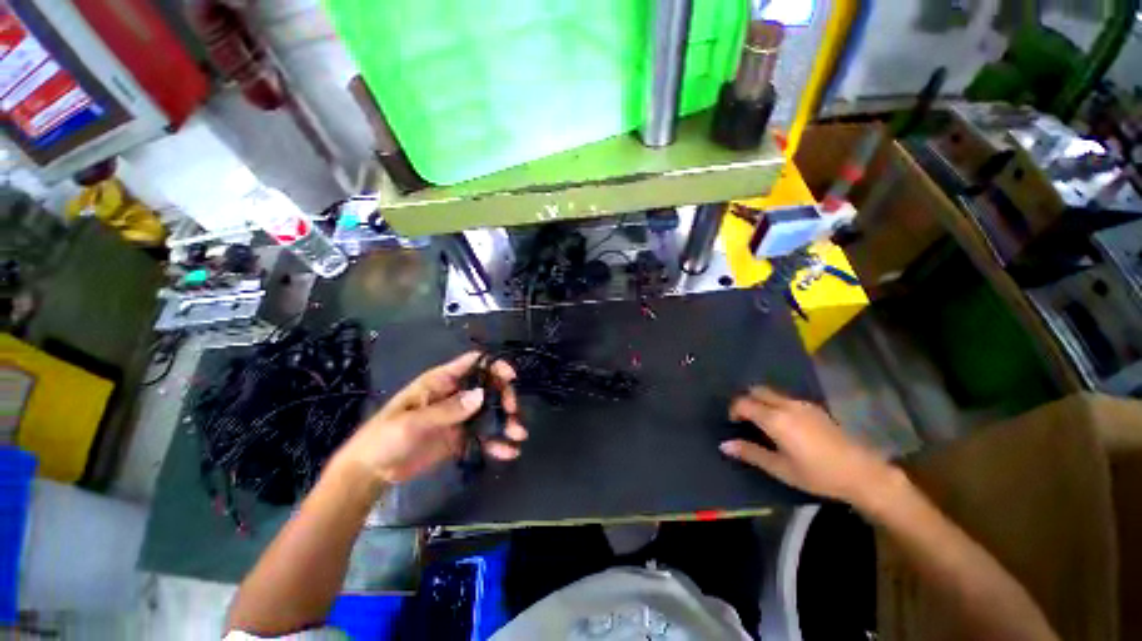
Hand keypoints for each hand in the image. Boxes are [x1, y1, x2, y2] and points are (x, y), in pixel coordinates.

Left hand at [333, 352, 527, 483]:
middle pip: (488, 387)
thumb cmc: (385, 438)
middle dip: (504, 397)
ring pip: (490, 412)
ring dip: (506, 421)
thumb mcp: (413, 422)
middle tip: (512, 412)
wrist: (370, 473)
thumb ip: (448, 410)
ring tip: (519, 435)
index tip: (511, 377)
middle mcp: (454, 396)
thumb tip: (482, 396)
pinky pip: (483, 437)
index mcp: (441, 383)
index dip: (494, 365)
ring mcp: (459, 418)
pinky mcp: (459, 439)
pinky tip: (510, 452)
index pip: (473, 363)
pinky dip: (497, 443)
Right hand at [719, 386, 895, 506]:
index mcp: (775, 419)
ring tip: (763, 423)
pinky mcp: (814, 408)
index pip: (743, 403)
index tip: (733, 424)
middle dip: (746, 401)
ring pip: (772, 393)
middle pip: (756, 391)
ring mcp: (802, 404)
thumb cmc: (817, 474)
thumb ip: (750, 453)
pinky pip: (786, 398)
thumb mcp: (780, 468)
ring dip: (761, 401)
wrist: (862, 473)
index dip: (733, 410)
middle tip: (745, 420)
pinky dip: (775, 404)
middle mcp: (786, 405)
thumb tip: (724, 445)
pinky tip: (784, 424)